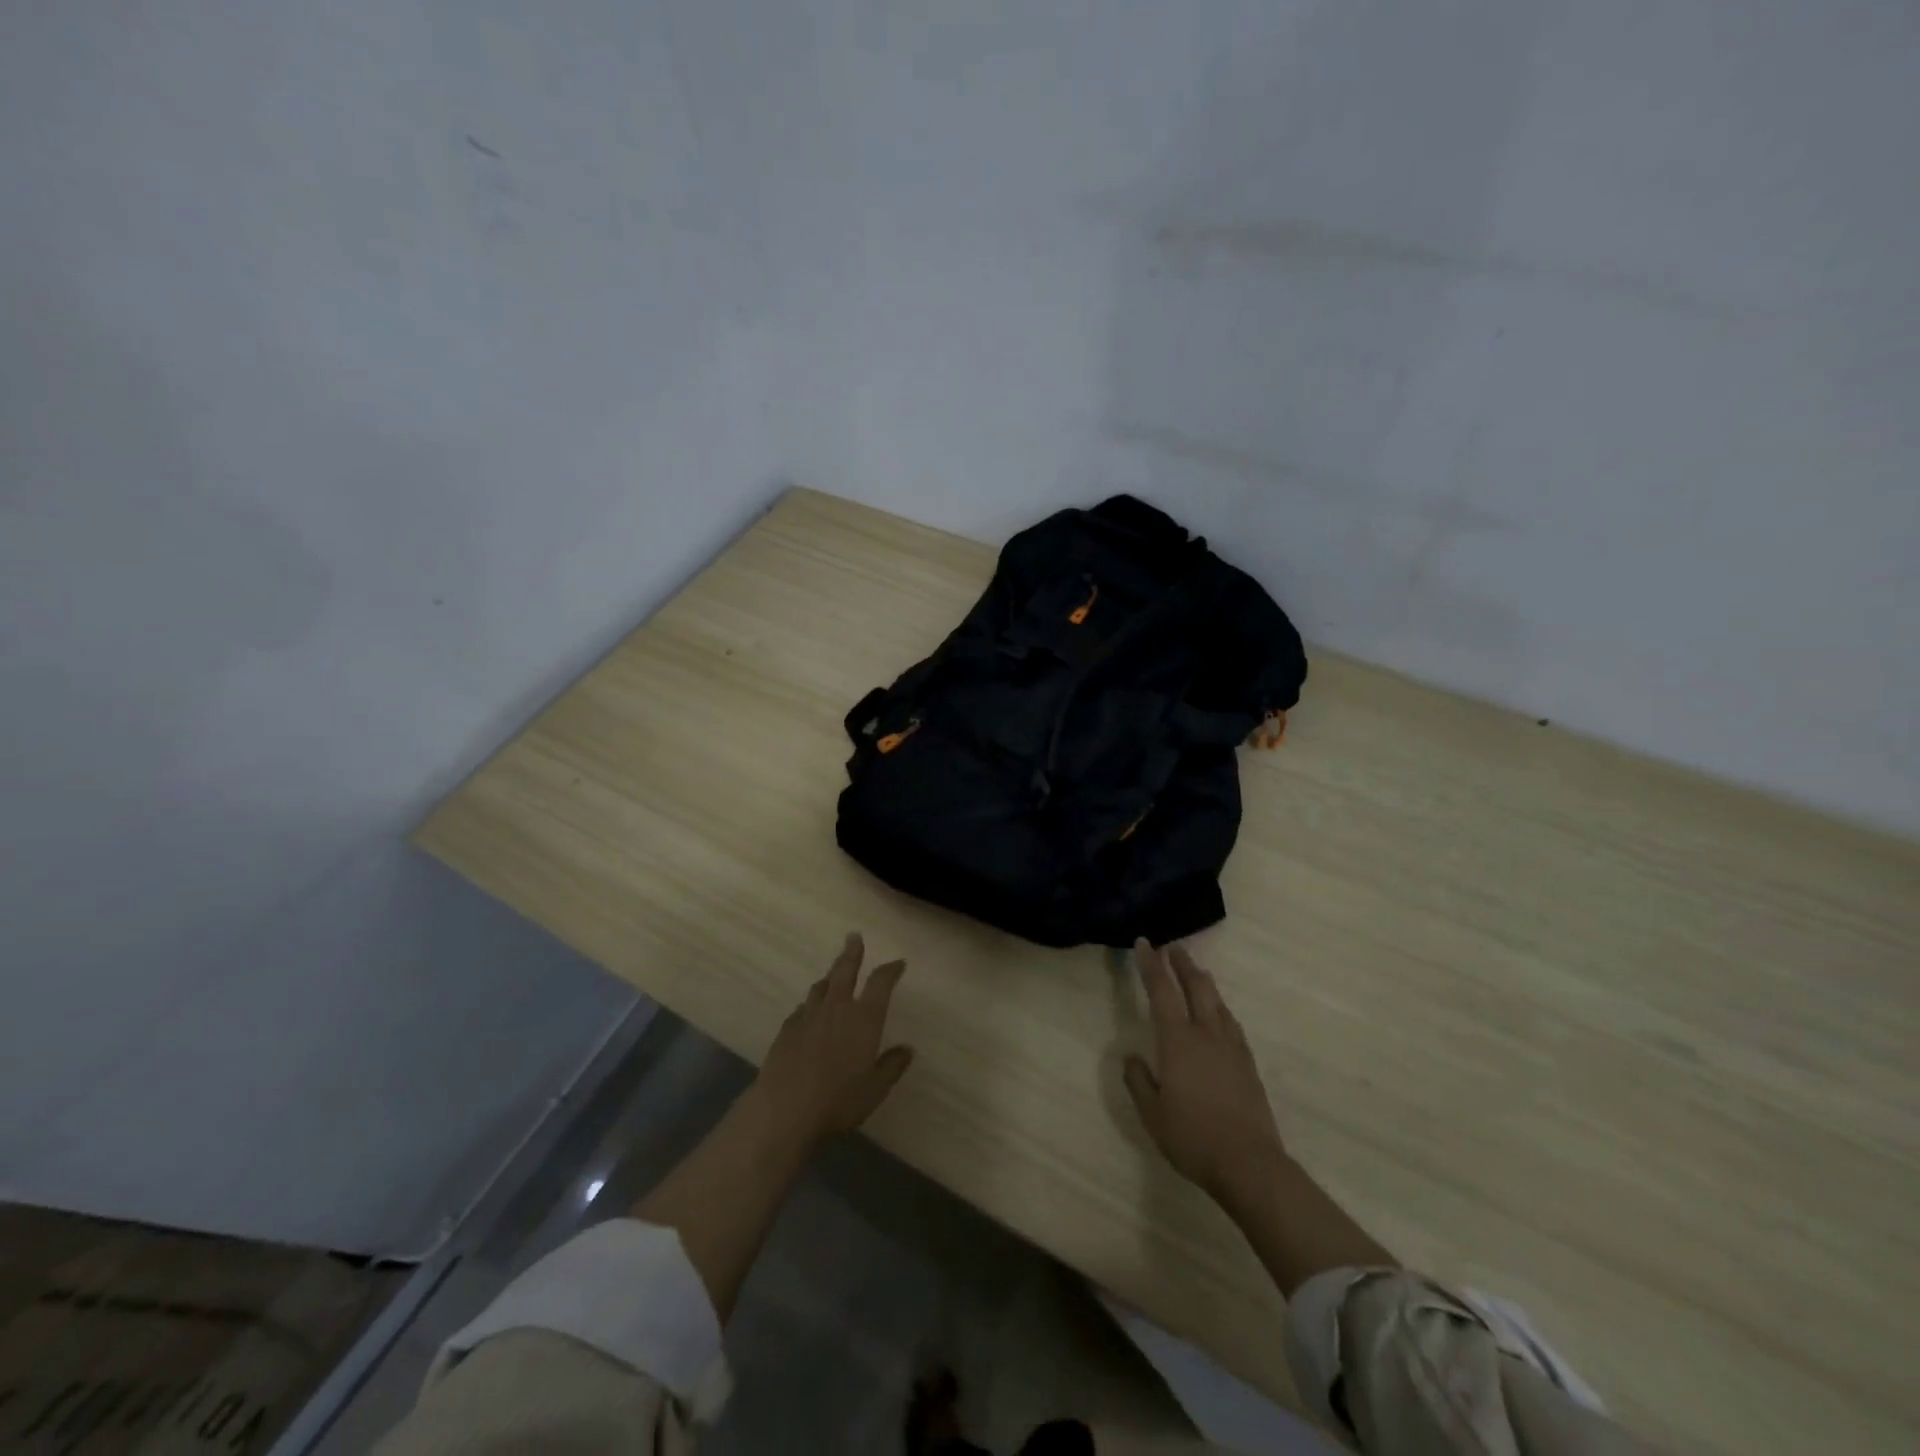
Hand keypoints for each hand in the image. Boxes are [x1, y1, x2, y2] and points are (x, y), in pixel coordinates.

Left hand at [748, 933, 914, 1148]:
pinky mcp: (786, 1031)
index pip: (880, 983)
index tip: (898, 963)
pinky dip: (809, 1005)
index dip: (890, 970)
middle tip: (853, 936)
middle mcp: (837, 1009)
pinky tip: (807, 1012)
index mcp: (864, 1018)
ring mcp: (808, 1017)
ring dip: (829, 977)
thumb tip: (907, 1049)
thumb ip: (891, 1066)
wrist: (784, 1110)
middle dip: (851, 953)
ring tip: (832, 974)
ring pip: (820, 987)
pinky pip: (801, 1009)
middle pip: (844, 971)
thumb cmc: (838, 1100)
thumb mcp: (875, 1089)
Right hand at [1123, 938, 1287, 1203]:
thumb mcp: (1152, 1113)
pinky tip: (1220, 1015)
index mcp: (1178, 1041)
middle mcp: (1206, 1034)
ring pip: (1218, 1002)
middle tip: (1174, 948)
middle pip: (1197, 987)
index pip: (1161, 991)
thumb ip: (1139, 1081)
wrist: (1249, 1164)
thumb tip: (1131, 1057)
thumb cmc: (1193, 1137)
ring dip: (1204, 982)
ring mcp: (1232, 1048)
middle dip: (1183, 964)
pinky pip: (1231, 1023)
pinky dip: (1220, 1009)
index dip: (1151, 965)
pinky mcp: (1248, 1065)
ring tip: (1197, 973)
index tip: (1145, 943)